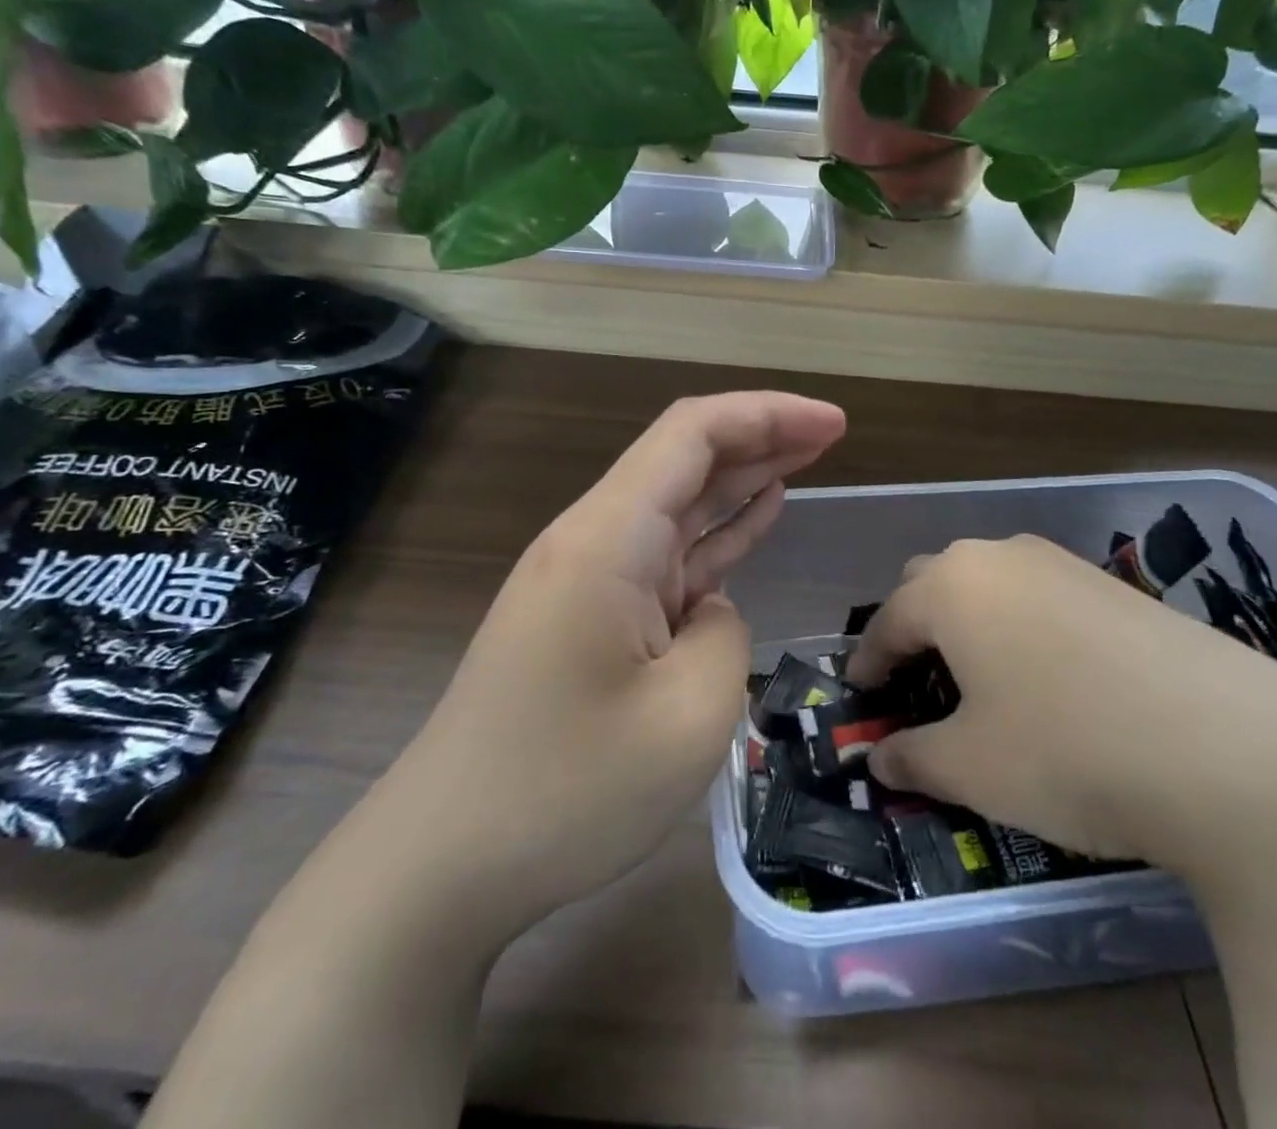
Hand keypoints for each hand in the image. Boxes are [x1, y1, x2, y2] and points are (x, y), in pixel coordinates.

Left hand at [401, 392, 845, 935]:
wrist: (443, 862)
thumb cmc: (565, 791)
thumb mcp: (687, 717)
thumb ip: (724, 634)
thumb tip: (710, 610)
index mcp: (608, 538)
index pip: (691, 436)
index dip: (766, 414)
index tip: (833, 422)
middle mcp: (594, 540)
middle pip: (685, 459)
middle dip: (761, 435)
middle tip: (833, 432)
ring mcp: (590, 579)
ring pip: (679, 505)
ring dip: (743, 478)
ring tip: (809, 458)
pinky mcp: (592, 617)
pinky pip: (666, 557)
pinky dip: (716, 532)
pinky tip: (757, 515)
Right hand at [846, 535, 1276, 883]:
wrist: (1235, 750)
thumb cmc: (1068, 751)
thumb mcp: (972, 768)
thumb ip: (912, 759)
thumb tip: (880, 761)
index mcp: (952, 586)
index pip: (888, 621)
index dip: (868, 662)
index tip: (862, 696)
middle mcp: (1001, 557)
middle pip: (934, 584)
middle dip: (916, 630)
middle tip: (919, 683)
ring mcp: (1065, 564)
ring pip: (992, 585)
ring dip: (972, 624)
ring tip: (984, 680)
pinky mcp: (1117, 586)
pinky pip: (1043, 597)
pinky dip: (1024, 628)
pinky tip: (1052, 678)